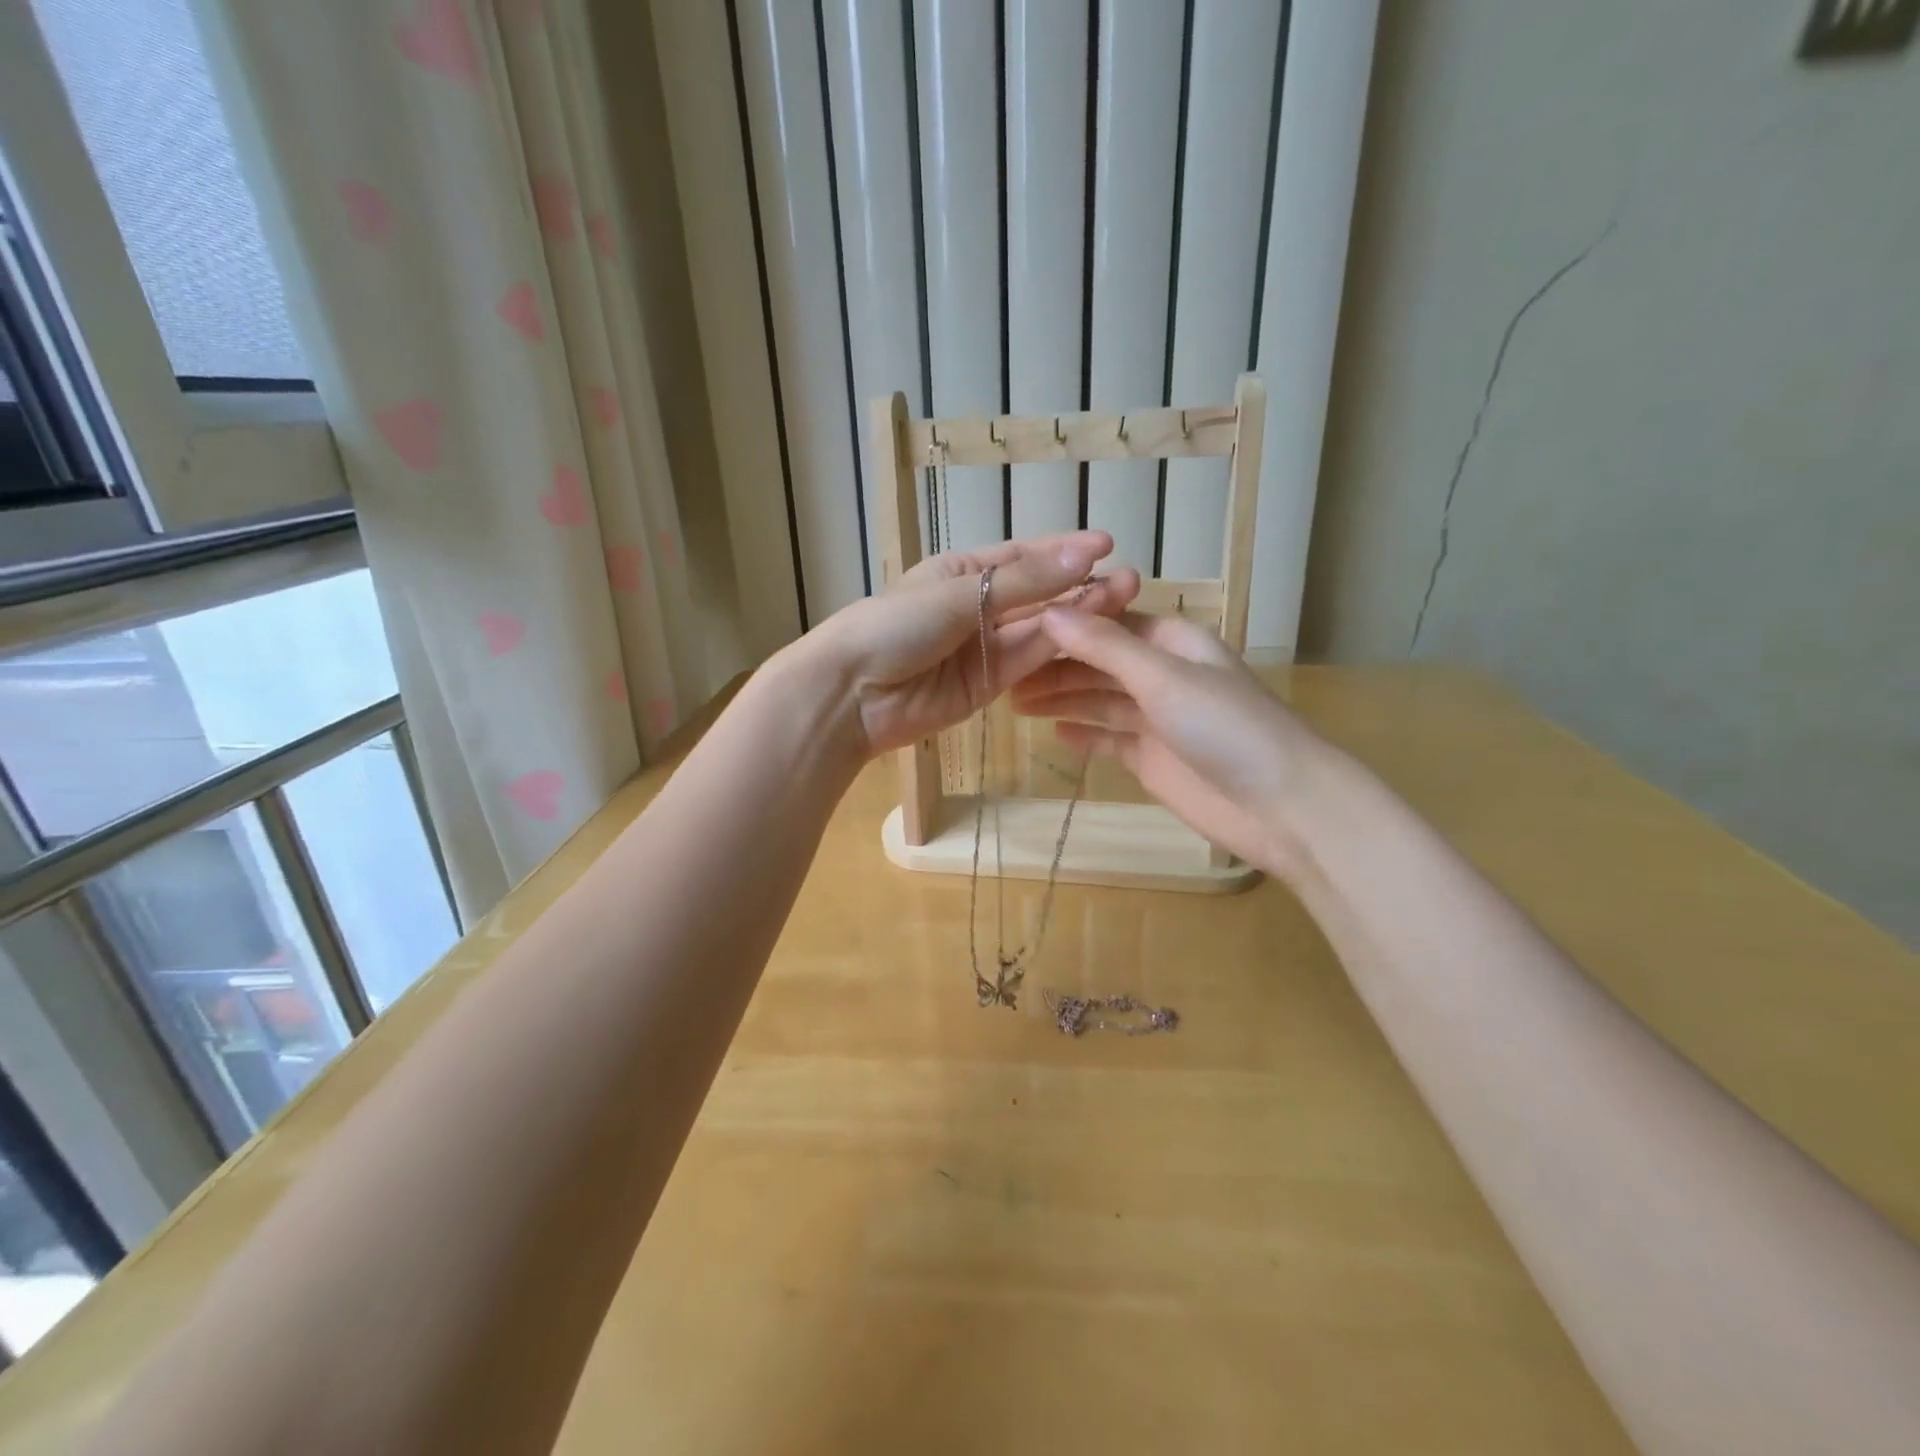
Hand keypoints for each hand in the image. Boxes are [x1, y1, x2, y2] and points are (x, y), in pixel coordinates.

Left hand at [806, 532, 1138, 756]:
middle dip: (1080, 586)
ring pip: (1040, 629)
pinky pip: (1029, 662)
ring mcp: (985, 648)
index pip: (1023, 557)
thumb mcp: (960, 592)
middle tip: (1130, 580)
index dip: (1064, 551)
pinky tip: (1094, 636)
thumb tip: (1088, 551)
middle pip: (1038, 595)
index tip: (1107, 545)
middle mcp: (978, 606)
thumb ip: (1025, 581)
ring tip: (1124, 602)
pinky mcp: (989, 686)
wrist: (852, 694)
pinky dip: (1058, 650)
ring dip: (1079, 617)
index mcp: (962, 570)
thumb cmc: (895, 625)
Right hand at [1013, 609, 1335, 876]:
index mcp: (1172, 642)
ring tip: (1014, 701)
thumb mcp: (1163, 677)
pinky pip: (1110, 738)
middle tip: (1003, 672)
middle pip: (1098, 662)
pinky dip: (1083, 734)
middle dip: (1055, 665)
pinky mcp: (1153, 759)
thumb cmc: (1227, 727)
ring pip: (1099, 700)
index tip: (1016, 626)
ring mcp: (1158, 719)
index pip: (1107, 622)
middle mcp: (1162, 675)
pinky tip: (1053, 731)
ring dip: (1061, 697)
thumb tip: (1048, 611)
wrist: (1281, 805)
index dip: (1064, 624)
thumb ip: (1105, 647)